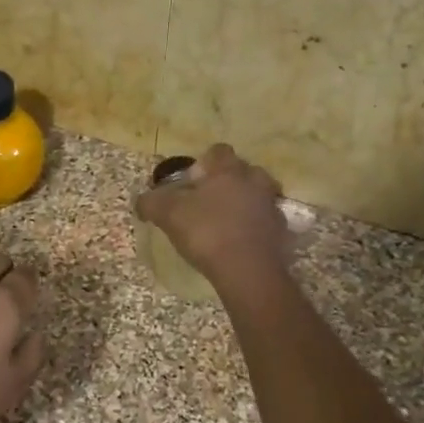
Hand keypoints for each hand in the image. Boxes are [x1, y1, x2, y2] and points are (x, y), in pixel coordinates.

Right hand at [134, 144, 288, 283]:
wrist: (248, 271)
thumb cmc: (207, 232)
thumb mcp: (168, 214)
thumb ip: (151, 202)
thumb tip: (141, 201)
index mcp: (229, 170)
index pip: (219, 151)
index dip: (203, 164)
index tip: (191, 183)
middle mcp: (255, 182)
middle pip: (243, 171)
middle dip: (227, 182)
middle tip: (208, 202)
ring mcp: (272, 207)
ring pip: (258, 196)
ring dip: (244, 204)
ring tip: (224, 224)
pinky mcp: (281, 233)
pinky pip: (265, 222)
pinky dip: (254, 228)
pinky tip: (238, 243)